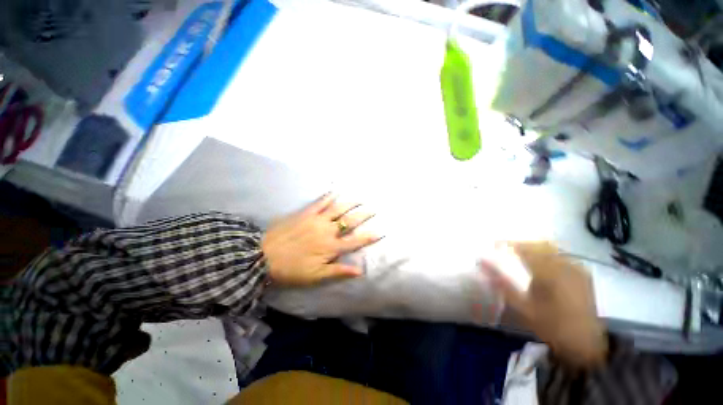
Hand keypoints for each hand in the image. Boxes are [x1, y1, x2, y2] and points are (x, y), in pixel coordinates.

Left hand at [262, 193, 380, 285]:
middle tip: (373, 208)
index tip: (380, 231)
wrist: (263, 257)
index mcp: (331, 247)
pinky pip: (320, 202)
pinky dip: (329, 196)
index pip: (355, 241)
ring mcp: (317, 219)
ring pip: (338, 209)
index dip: (369, 237)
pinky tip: (336, 190)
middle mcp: (328, 231)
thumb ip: (339, 271)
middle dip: (363, 215)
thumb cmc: (292, 269)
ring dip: (351, 203)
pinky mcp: (306, 213)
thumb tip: (360, 271)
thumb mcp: (316, 276)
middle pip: (349, 221)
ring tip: (360, 197)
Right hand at [481, 242, 607, 368]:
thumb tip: (481, 262)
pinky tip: (541, 263)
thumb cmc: (551, 324)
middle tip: (504, 249)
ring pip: (550, 248)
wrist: (586, 342)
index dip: (507, 243)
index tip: (493, 244)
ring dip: (533, 248)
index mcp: (549, 271)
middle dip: (519, 244)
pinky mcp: (582, 273)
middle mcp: (564, 264)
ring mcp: (576, 267)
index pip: (524, 248)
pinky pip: (561, 255)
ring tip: (520, 255)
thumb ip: (501, 282)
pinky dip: (546, 254)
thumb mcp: (522, 306)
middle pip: (538, 244)